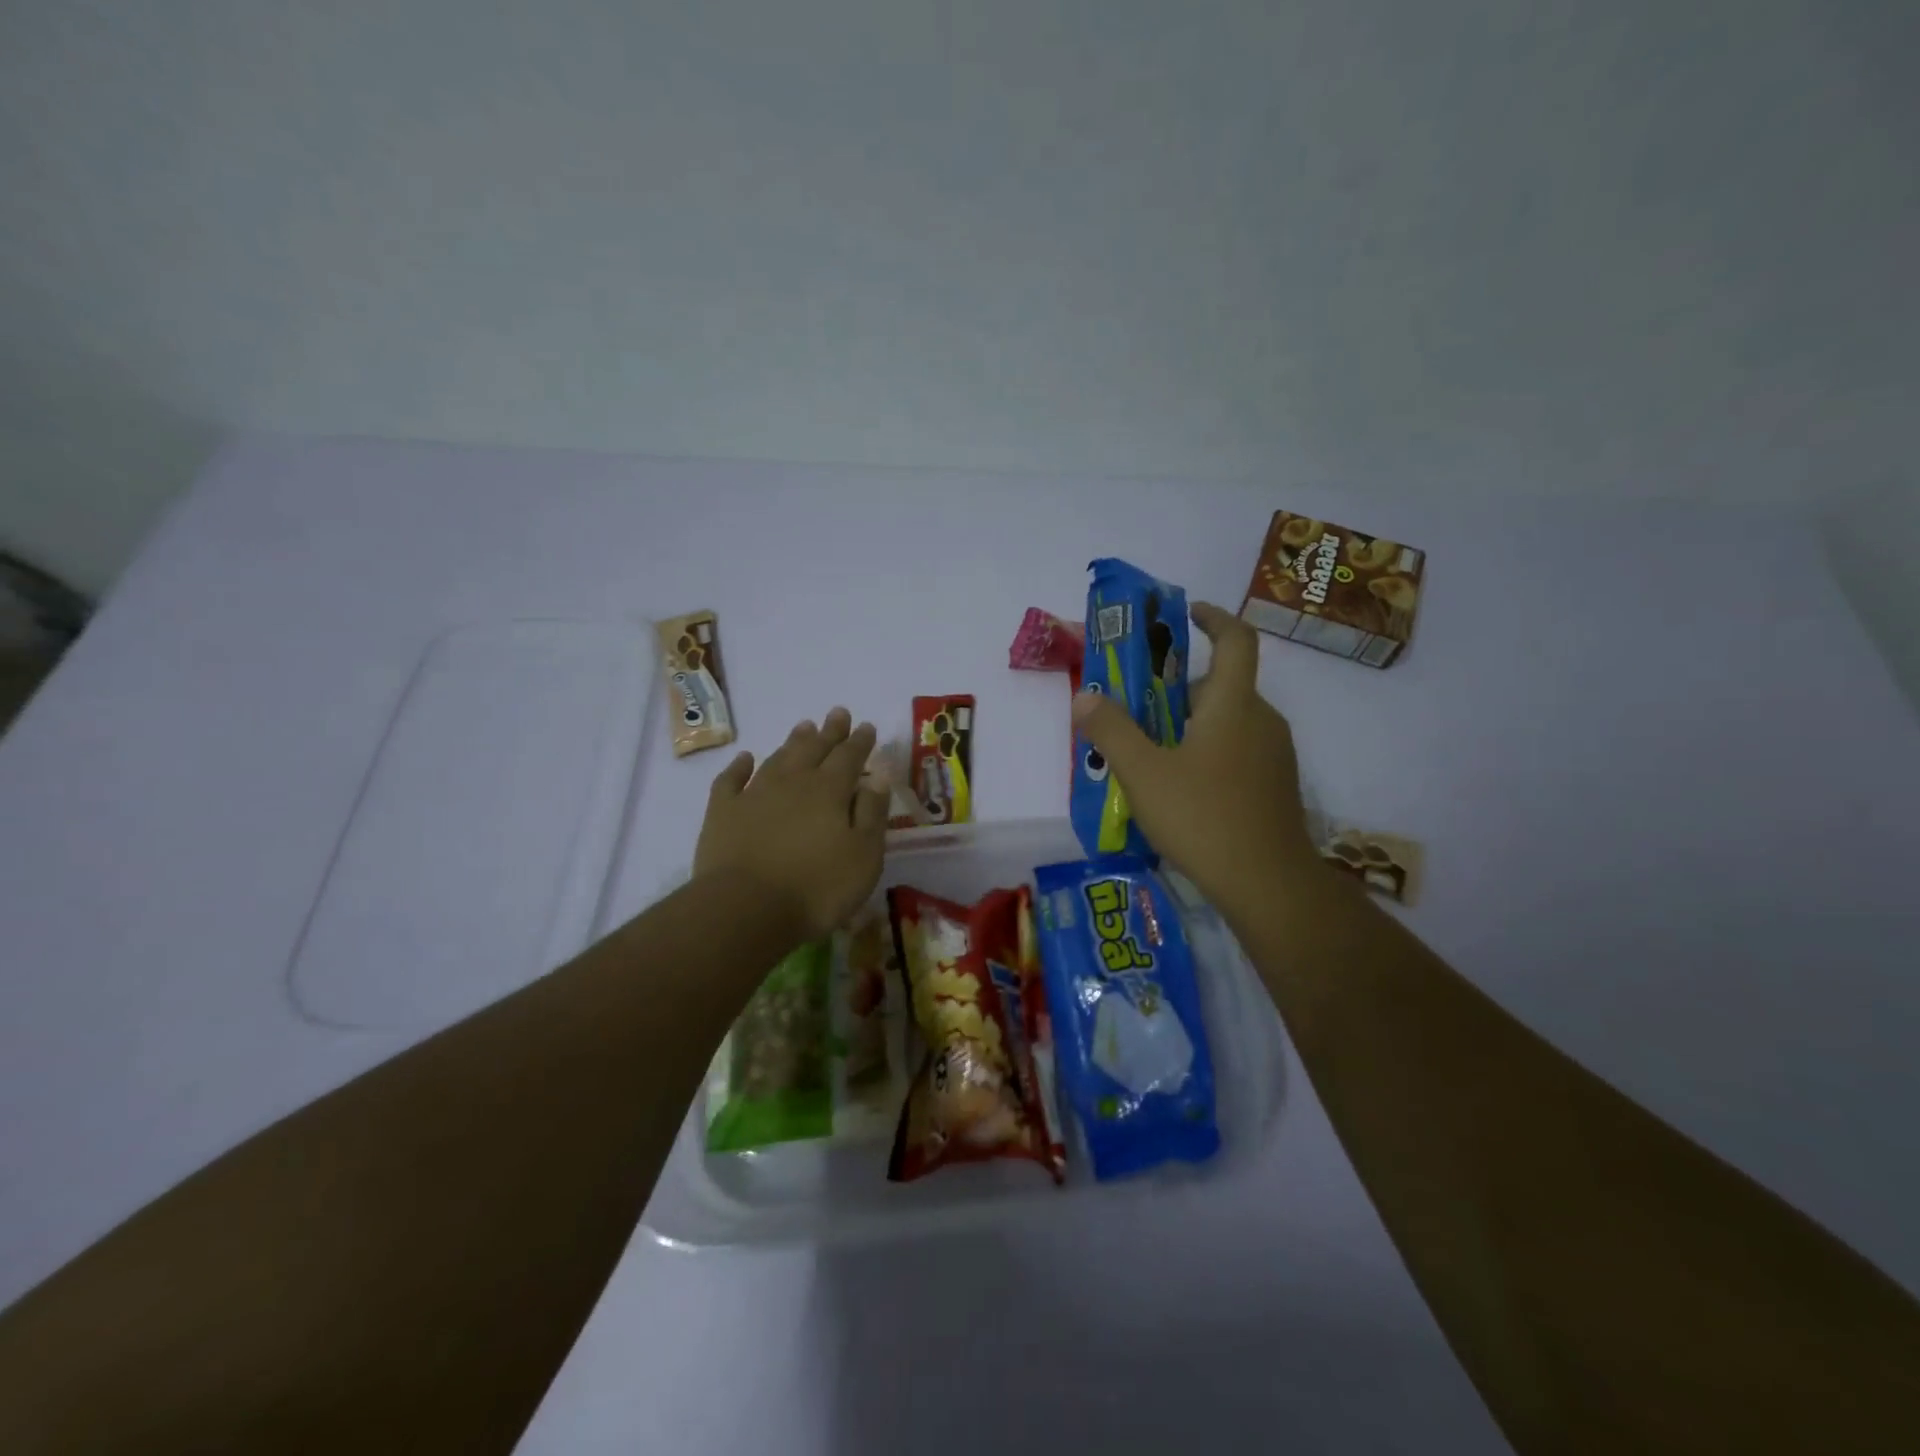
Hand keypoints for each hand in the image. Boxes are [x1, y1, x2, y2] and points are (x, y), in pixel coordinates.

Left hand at [693, 707, 888, 943]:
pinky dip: (739, 766)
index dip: (860, 741)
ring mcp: (754, 794)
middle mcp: (793, 783)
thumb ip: (872, 814)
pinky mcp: (723, 813)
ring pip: (778, 758)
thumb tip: (879, 778)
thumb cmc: (816, 888)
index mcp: (830, 791)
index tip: (866, 726)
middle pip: (814, 749)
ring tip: (804, 726)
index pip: (849, 757)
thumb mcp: (863, 856)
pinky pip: (731, 780)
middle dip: (829, 731)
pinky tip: (745, 758)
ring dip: (793, 741)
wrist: (745, 909)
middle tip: (837, 713)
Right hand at [1071, 602, 1320, 919]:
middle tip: (1138, 706)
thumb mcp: (1143, 773)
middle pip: (1222, 686)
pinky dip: (1208, 751)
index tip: (1186, 614)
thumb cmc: (1203, 817)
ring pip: (1229, 722)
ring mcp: (1274, 756)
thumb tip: (1084, 697)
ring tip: (1150, 752)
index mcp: (1234, 704)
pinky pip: (1238, 751)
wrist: (1268, 884)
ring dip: (1191, 724)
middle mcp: (1262, 720)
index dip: (1213, 618)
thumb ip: (1111, 731)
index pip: (1236, 640)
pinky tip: (1179, 788)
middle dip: (1180, 688)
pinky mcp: (1275, 786)